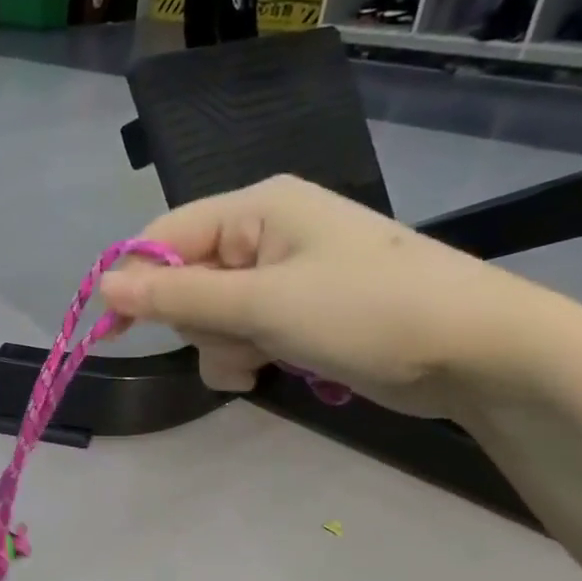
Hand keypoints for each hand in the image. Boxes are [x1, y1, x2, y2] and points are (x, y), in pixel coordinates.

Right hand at [98, 175, 548, 418]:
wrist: (479, 354)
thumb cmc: (367, 313)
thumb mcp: (262, 305)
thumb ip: (178, 296)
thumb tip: (102, 285)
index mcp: (259, 208)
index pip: (166, 235)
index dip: (136, 281)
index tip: (117, 330)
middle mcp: (266, 233)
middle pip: (187, 278)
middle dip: (198, 321)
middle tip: (232, 341)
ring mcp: (284, 275)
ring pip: (211, 313)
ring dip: (222, 345)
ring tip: (260, 362)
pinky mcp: (299, 312)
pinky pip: (242, 331)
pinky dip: (244, 355)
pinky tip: (266, 372)